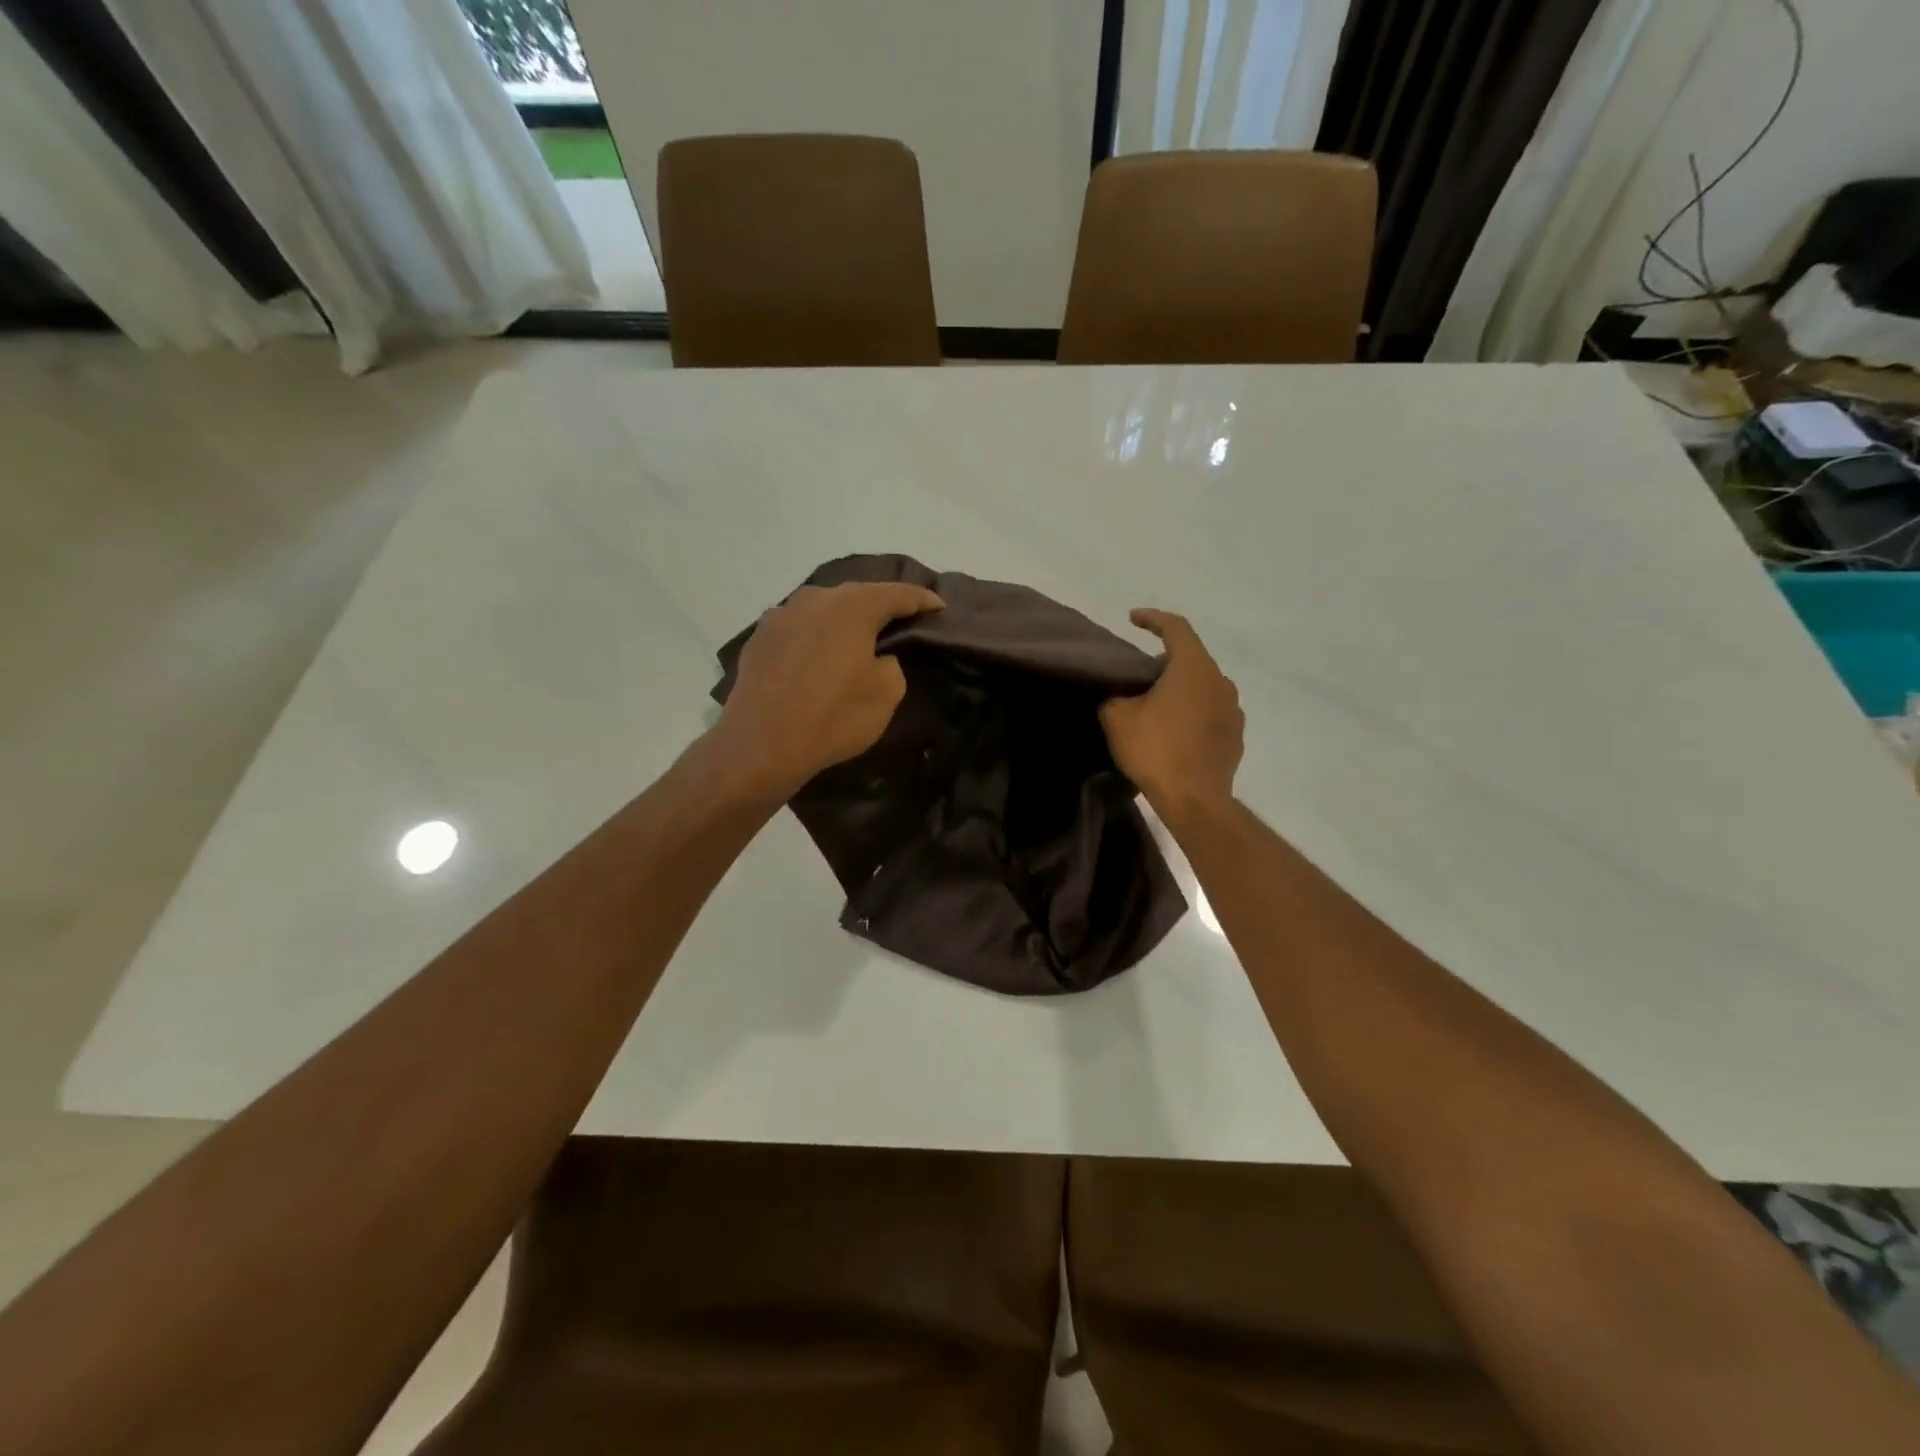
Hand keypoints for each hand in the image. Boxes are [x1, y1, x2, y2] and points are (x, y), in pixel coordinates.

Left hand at [709, 581, 943, 798]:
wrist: (762, 744)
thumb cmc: (833, 717)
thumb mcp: (887, 693)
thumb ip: (891, 662)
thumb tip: (875, 655)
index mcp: (852, 606)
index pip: (898, 594)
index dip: (923, 600)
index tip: (939, 607)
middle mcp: (815, 598)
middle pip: (858, 596)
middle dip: (881, 607)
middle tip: (901, 621)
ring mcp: (781, 615)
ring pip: (824, 610)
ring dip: (844, 621)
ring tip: (858, 638)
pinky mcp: (759, 637)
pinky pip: (799, 628)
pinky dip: (816, 637)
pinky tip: (819, 655)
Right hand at [1100, 609, 1243, 819]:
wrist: (1195, 800)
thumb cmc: (1156, 751)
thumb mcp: (1118, 718)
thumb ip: (1115, 696)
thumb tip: (1120, 695)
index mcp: (1193, 668)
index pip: (1176, 627)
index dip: (1152, 618)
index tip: (1133, 619)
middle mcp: (1220, 681)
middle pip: (1191, 657)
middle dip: (1164, 660)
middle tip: (1139, 674)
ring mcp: (1233, 709)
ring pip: (1203, 686)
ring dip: (1180, 688)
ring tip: (1156, 705)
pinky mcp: (1235, 735)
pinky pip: (1211, 712)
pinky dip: (1192, 712)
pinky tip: (1175, 731)